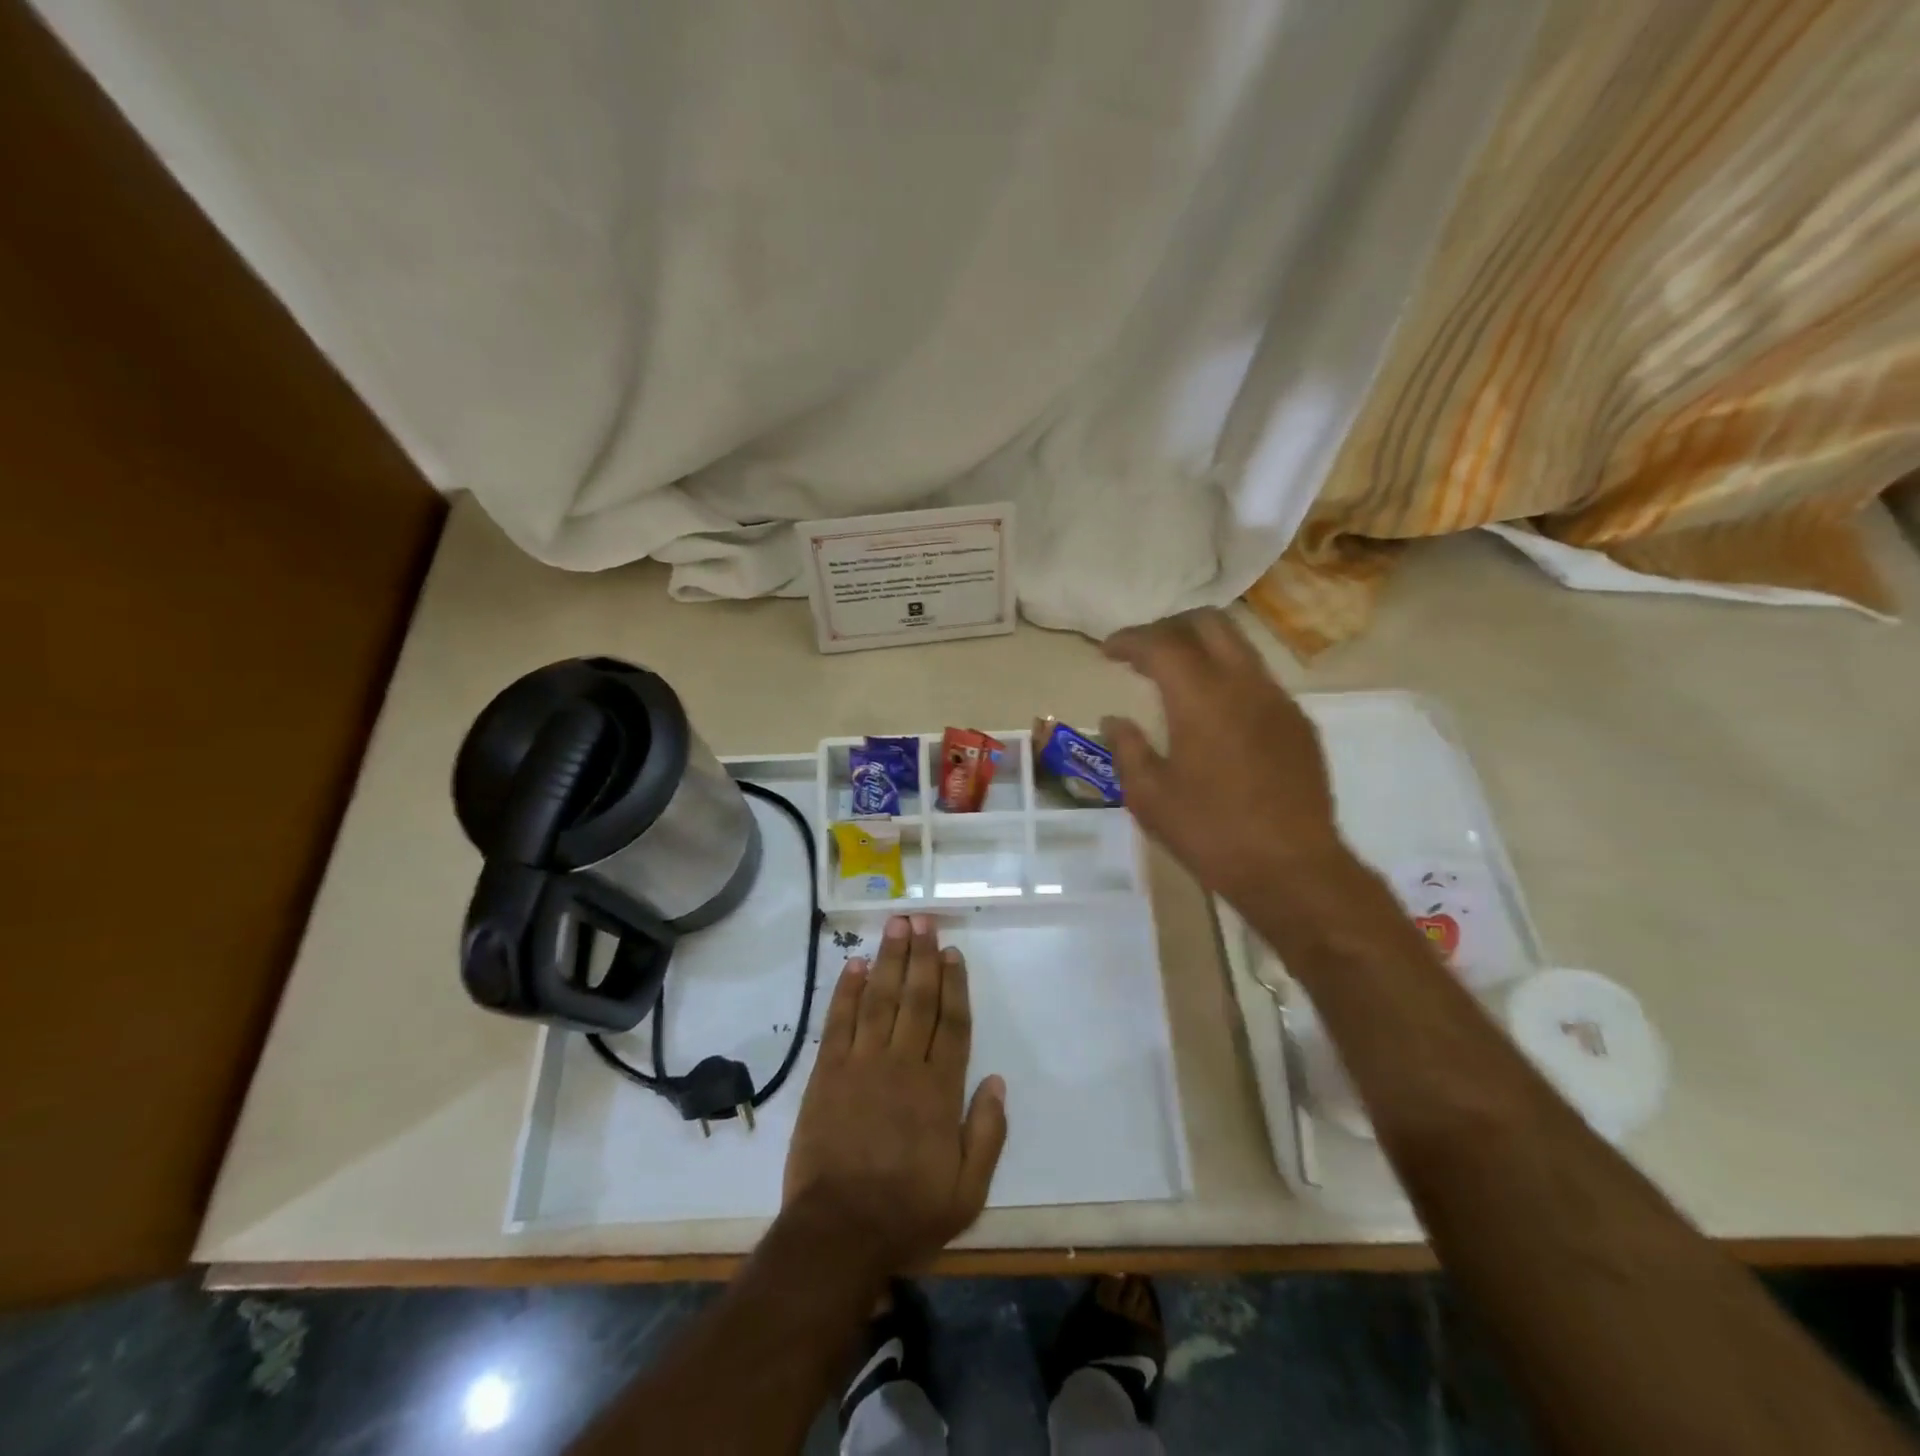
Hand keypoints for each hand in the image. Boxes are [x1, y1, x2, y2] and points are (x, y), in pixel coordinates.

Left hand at [782, 914, 1007, 1274]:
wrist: (838, 1234)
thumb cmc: (907, 1213)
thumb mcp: (968, 1191)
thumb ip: (987, 1133)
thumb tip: (998, 1081)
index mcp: (939, 1090)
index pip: (951, 1023)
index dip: (954, 984)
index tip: (953, 952)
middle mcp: (902, 1065)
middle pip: (916, 999)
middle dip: (921, 956)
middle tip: (922, 920)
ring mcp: (862, 1065)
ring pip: (879, 999)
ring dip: (888, 960)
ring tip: (895, 925)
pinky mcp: (828, 1074)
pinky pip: (839, 1022)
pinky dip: (846, 991)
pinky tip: (854, 965)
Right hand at [1101, 608, 1353, 907]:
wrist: (1292, 868)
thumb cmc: (1210, 832)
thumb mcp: (1149, 797)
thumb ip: (1127, 748)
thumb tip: (1115, 720)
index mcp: (1201, 698)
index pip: (1161, 644)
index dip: (1129, 640)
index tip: (1108, 650)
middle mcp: (1244, 684)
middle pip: (1209, 623)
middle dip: (1169, 627)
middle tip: (1143, 652)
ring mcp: (1278, 701)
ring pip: (1239, 646)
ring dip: (1202, 647)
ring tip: (1175, 676)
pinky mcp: (1298, 723)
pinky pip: (1258, 679)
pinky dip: (1228, 676)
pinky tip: (1214, 712)